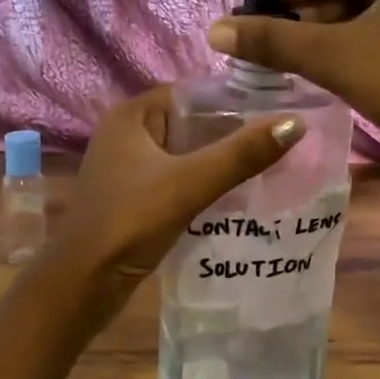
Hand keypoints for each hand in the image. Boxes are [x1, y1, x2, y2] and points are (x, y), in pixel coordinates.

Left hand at [52, 86, 304, 291]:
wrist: (83, 285)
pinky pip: (178, 179)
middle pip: (191, 124)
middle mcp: (127, 134)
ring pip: (186, 154)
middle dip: (232, 133)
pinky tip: (238, 194)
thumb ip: (241, 154)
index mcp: (131, 115)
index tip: (279, 109)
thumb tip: (296, 123)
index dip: (234, 100)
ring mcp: (128, 168)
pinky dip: (205, 183)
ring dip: (220, 161)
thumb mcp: (190, 183)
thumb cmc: (130, 222)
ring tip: (271, 164)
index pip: (192, 93)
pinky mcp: (135, 197)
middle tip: (283, 140)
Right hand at [205, 0, 379, 164]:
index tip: (262, 9)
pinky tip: (337, 69)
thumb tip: (215, 29)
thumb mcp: (333, 56)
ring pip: (373, 12)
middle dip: (313, 12)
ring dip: (334, 32)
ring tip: (299, 57)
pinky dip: (360, 45)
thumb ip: (273, 40)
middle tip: (277, 38)